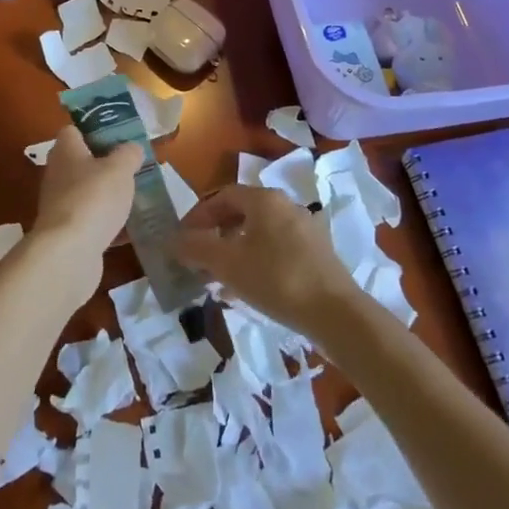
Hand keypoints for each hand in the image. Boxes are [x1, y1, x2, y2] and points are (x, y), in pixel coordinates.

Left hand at [31, 127, 140, 304]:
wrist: (69, 254)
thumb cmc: (93, 198)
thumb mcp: (120, 168)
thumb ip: (128, 154)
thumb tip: (131, 148)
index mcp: (66, 151)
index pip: (73, 131)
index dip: (94, 129)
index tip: (119, 136)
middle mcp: (58, 175)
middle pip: (82, 162)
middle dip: (107, 165)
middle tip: (134, 168)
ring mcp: (61, 206)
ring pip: (89, 193)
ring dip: (109, 196)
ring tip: (137, 197)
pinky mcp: (68, 234)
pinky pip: (93, 222)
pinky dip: (110, 225)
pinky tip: (132, 230)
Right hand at [175, 185, 361, 340]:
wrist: (336, 313)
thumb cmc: (276, 279)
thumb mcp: (227, 264)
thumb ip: (196, 248)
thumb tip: (172, 240)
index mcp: (264, 199)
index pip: (221, 196)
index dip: (198, 216)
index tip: (182, 240)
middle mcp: (285, 205)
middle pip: (240, 213)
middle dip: (215, 236)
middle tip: (198, 260)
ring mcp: (304, 229)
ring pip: (258, 234)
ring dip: (234, 251)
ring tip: (218, 279)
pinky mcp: (316, 253)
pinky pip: (276, 249)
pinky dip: (255, 262)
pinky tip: (247, 289)